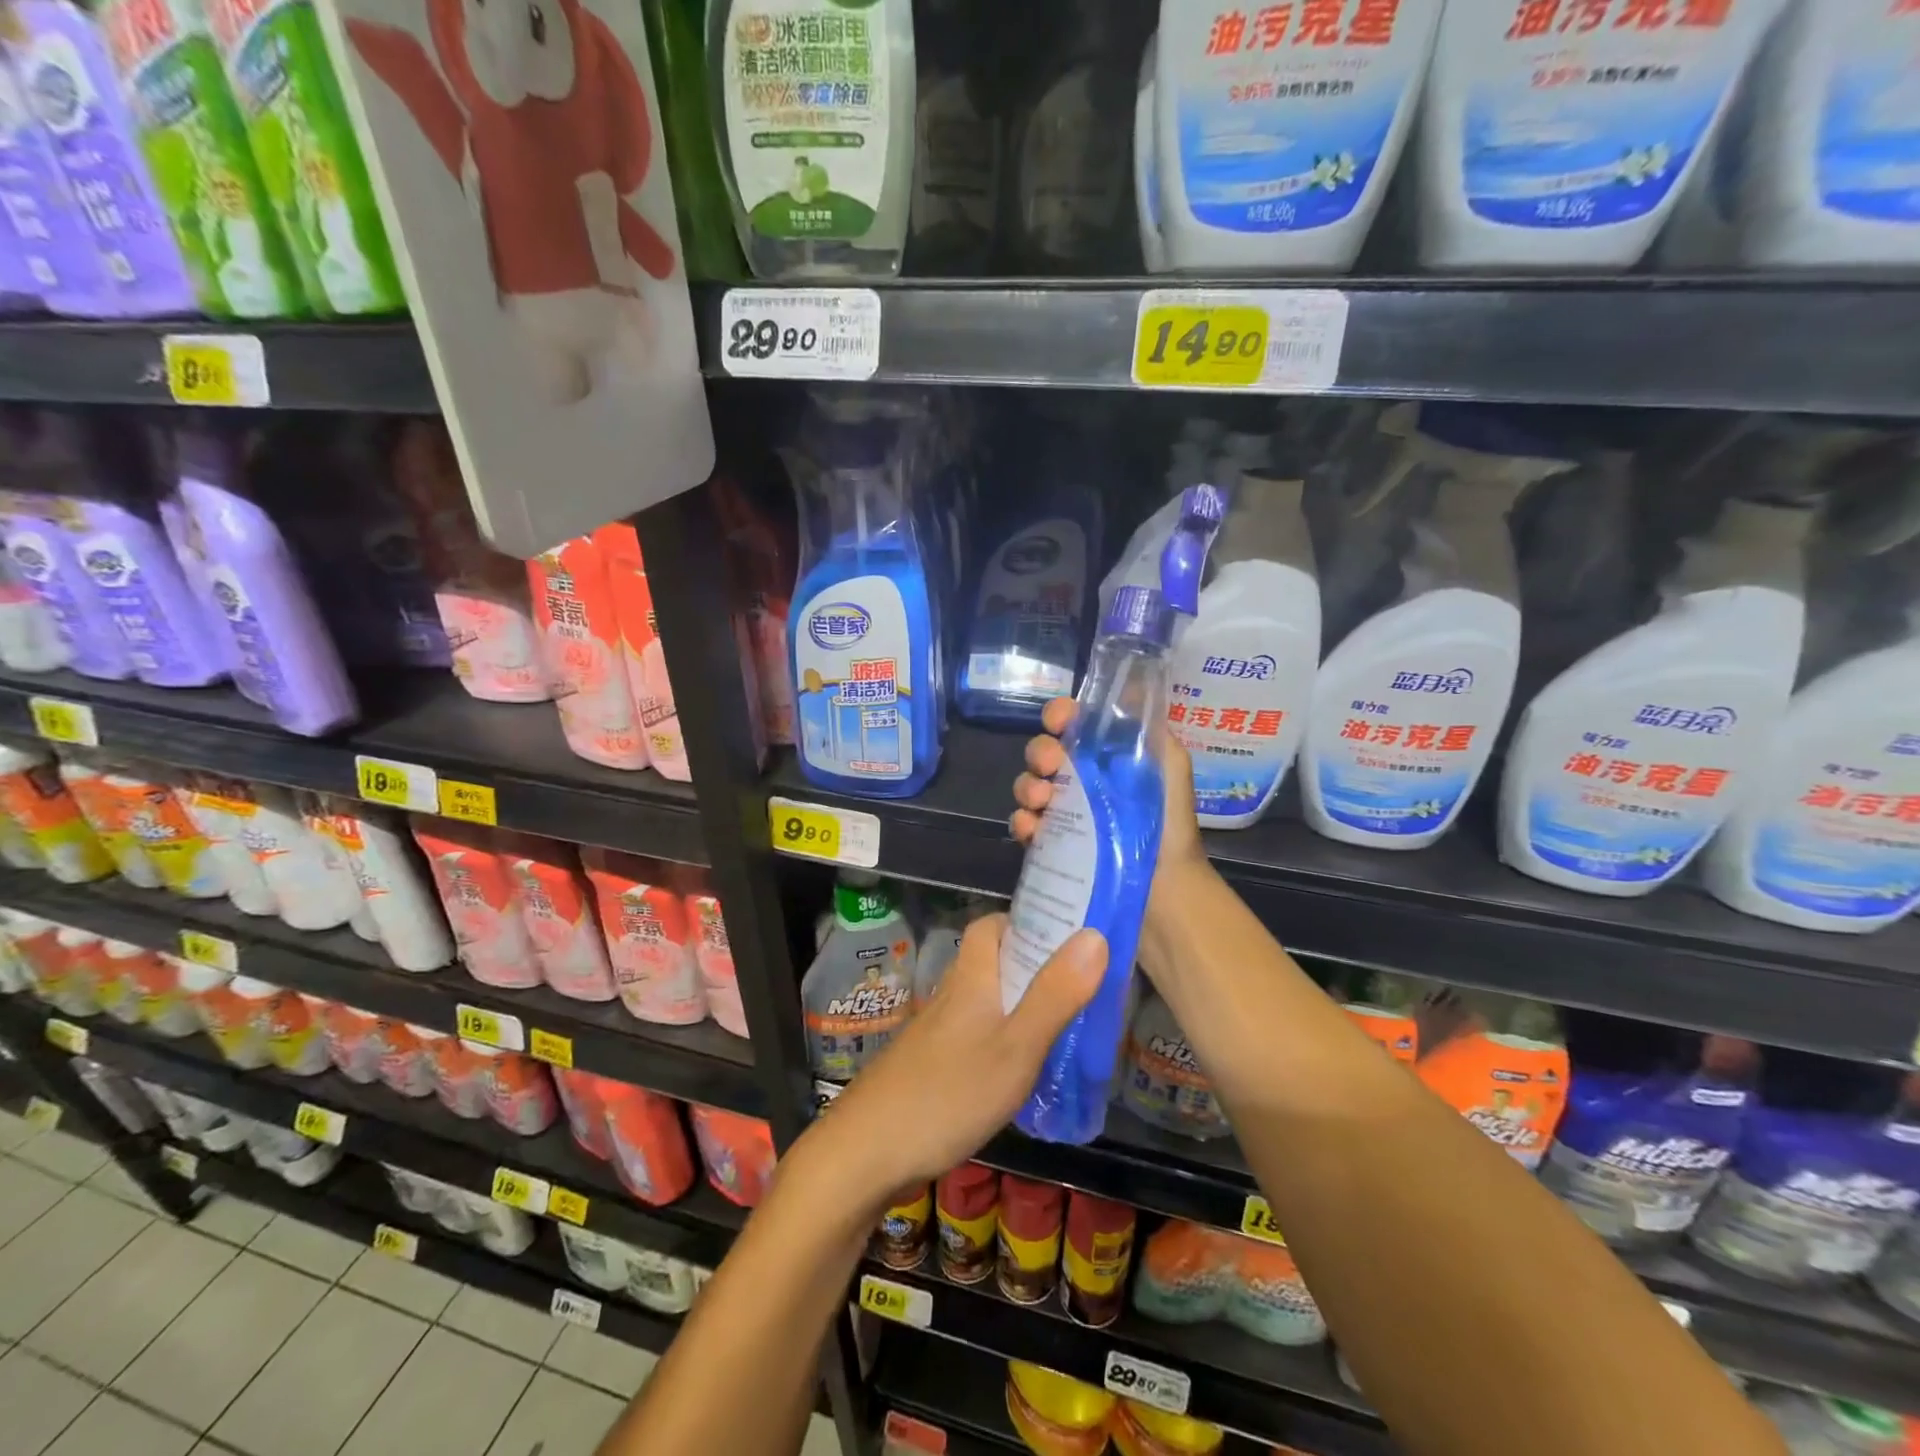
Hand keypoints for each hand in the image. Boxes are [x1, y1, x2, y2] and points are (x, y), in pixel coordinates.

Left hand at [806, 913, 1106, 1204]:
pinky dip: (1002, 1040)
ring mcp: (937, 1032)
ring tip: (1063, 1027)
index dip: (1026, 923)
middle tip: (1079, 987)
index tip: (1067, 937)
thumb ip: (1055, 994)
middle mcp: (951, 995)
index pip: (991, 926)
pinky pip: (975, 1035)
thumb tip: (1094, 935)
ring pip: (985, 1001)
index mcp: (970, 977)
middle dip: (1033, 968)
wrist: (866, 1152)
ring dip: (1020, 1005)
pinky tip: (1021, 1071)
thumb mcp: (1016, 1046)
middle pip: (992, 963)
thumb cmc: (949, 1092)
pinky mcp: (931, 1066)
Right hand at [1010, 696, 1211, 926]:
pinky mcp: (1050, 845)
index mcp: (1104, 757)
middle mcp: (1079, 780)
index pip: (1071, 724)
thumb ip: (1150, 732)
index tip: (1059, 720)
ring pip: (1027, 786)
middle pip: (1042, 752)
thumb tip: (1126, 691)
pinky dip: (1022, 823)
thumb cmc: (1169, 824)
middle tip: (1051, 765)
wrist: (1164, 887)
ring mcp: (1062, 813)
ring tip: (1041, 800)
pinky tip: (1032, 828)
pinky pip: (1024, 825)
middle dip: (1040, 752)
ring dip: (1027, 786)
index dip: (1059, 715)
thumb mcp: (1170, 768)